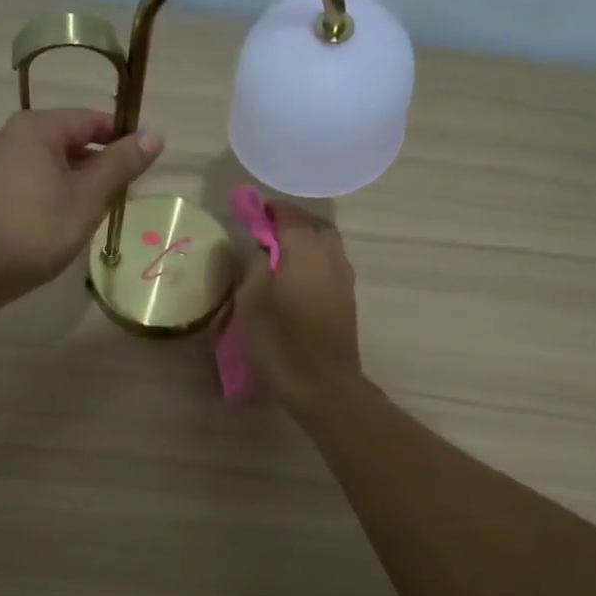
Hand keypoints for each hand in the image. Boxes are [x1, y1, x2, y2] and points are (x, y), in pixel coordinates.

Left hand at [0, 108, 163, 308]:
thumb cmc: (35, 231)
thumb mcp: (87, 198)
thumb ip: (121, 165)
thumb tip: (155, 134)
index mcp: (36, 127)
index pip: (92, 119)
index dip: (122, 139)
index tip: (142, 168)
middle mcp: (9, 134)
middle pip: (68, 139)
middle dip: (98, 164)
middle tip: (120, 197)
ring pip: (48, 162)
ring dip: (75, 180)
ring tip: (93, 212)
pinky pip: (28, 179)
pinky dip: (50, 191)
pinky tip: (59, 221)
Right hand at [232, 200, 363, 407]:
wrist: (323, 384)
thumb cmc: (280, 341)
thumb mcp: (251, 300)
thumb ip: (255, 264)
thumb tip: (262, 247)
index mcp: (305, 249)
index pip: (287, 214)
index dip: (267, 211)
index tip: (248, 215)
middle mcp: (330, 255)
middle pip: (312, 225)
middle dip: (289, 224)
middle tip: (263, 236)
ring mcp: (343, 277)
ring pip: (325, 245)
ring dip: (303, 243)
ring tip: (276, 259)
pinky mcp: (347, 298)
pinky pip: (329, 265)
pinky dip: (311, 262)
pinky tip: (293, 281)